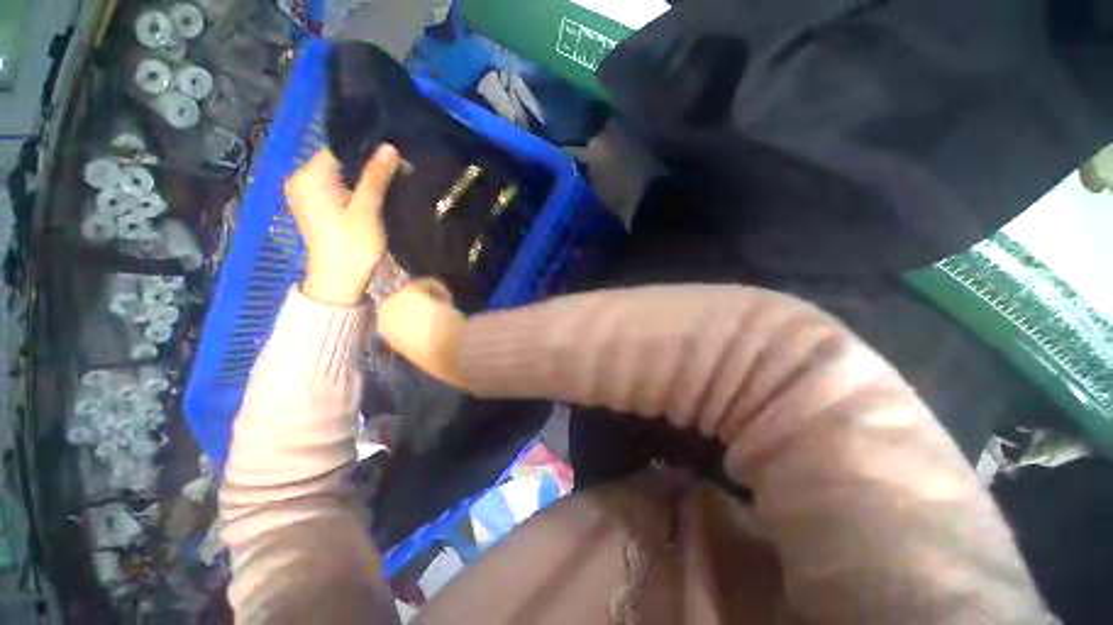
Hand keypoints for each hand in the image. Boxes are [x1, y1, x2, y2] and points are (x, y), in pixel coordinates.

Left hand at [284, 145, 400, 304]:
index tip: (394, 159)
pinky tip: (371, 196)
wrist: (339, 280)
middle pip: (338, 161)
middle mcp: (300, 179)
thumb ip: (376, 177)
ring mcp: (304, 193)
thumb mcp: (367, 209)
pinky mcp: (312, 205)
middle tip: (395, 173)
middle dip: (366, 166)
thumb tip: (389, 147)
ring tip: (387, 184)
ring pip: (338, 174)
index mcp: (309, 176)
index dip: (368, 152)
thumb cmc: (353, 244)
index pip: (340, 149)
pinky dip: (353, 188)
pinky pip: (334, 187)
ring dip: (362, 178)